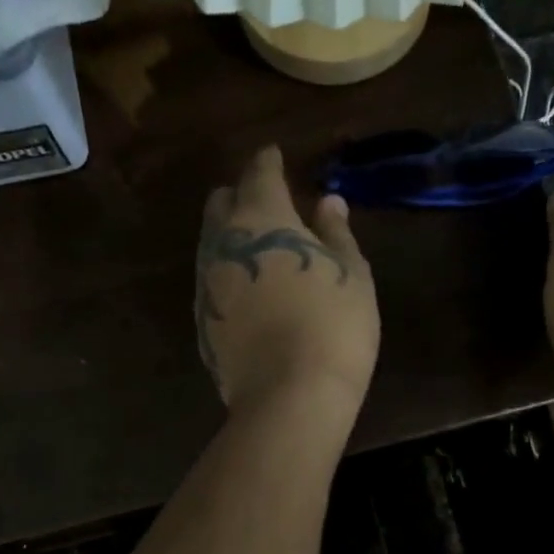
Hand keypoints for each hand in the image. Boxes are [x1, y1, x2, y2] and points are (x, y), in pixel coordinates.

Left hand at [195, 146, 378, 418]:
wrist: (289, 396)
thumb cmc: (333, 325)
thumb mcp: (351, 273)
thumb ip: (336, 233)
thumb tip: (328, 202)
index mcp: (261, 217)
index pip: (259, 173)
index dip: (268, 161)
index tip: (275, 156)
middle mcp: (223, 243)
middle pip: (221, 203)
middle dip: (241, 196)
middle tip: (268, 205)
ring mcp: (206, 284)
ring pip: (211, 244)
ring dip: (231, 237)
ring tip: (259, 249)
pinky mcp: (202, 323)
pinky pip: (213, 283)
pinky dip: (229, 276)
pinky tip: (250, 293)